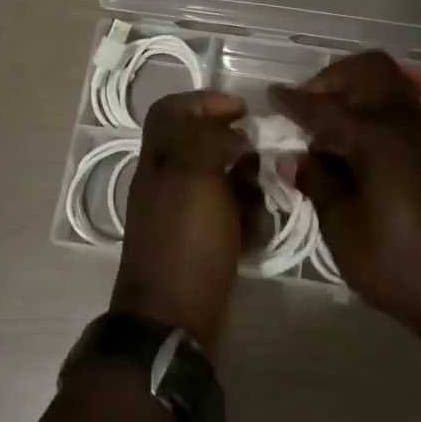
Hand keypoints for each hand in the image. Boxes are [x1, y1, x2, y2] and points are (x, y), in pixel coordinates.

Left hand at [111, 90, 258, 352]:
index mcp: (158, 158)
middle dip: (238, 152)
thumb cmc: (185, 241)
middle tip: (262, 161)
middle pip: (204, 145)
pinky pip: (230, 217)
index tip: (243, 111)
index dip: (205, 102)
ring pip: (224, 182)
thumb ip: (210, 140)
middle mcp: (167, 180)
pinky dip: (247, 221)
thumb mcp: (194, 176)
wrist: (174, 319)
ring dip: (248, 188)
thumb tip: (233, 136)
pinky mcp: (202, 242)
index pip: (172, 110)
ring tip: (261, 204)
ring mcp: (184, 214)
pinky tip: (256, 235)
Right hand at [271, 52, 420, 339]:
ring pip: (389, 87)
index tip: (270, 96)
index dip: (293, 102)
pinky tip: (358, 151)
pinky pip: (402, 111)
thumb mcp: (343, 228)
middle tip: (308, 108)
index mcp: (377, 138)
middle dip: (332, 79)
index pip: (324, 108)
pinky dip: (375, 112)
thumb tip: (293, 157)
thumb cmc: (398, 265)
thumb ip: (317, 183)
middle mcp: (406, 124)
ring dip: (356, 93)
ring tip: (329, 131)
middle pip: (369, 71)